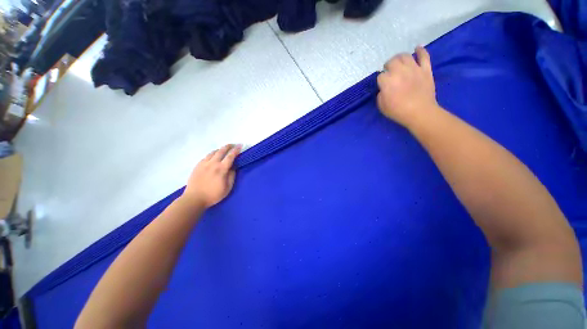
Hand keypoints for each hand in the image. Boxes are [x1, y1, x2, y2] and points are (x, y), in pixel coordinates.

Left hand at [183, 144, 241, 207]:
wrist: (194, 199)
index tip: (240, 145)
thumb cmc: (213, 195)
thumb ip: (231, 176)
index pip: (230, 156)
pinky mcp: (197, 166)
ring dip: (220, 149)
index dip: (236, 150)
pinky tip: (213, 157)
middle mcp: (212, 163)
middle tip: (233, 145)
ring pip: (213, 152)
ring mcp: (203, 164)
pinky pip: (206, 156)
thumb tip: (233, 168)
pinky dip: (212, 154)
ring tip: (224, 151)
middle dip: (228, 146)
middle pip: (221, 151)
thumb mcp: (227, 188)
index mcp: (221, 169)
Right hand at [377, 46, 437, 127]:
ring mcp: (414, 69)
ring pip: (405, 56)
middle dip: (388, 66)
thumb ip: (380, 94)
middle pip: (392, 61)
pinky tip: (417, 48)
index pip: (381, 75)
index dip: (381, 80)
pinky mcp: (425, 69)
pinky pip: (424, 56)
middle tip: (388, 71)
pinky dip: (420, 51)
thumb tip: (383, 88)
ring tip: (399, 62)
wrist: (420, 112)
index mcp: (387, 81)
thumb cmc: (398, 111)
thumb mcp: (382, 106)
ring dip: (399, 58)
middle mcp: (400, 71)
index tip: (382, 85)